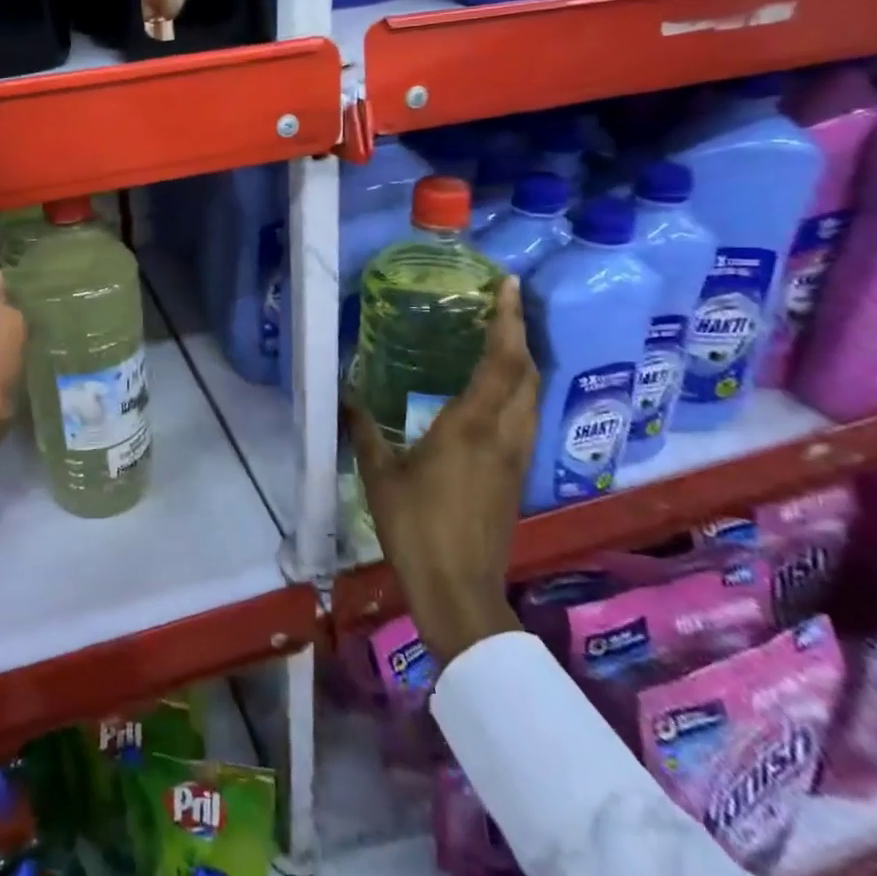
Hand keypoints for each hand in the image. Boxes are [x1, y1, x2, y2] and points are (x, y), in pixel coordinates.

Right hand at [346, 277, 538, 663]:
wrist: (459, 589)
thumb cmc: (416, 527)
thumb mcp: (381, 475)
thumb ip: (363, 431)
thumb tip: (344, 398)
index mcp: (471, 425)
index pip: (501, 361)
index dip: (508, 320)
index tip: (508, 285)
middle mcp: (503, 433)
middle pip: (526, 372)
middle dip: (519, 334)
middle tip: (500, 307)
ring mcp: (516, 456)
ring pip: (532, 396)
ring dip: (523, 363)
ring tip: (501, 341)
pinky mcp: (517, 475)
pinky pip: (526, 417)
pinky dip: (518, 391)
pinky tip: (495, 394)